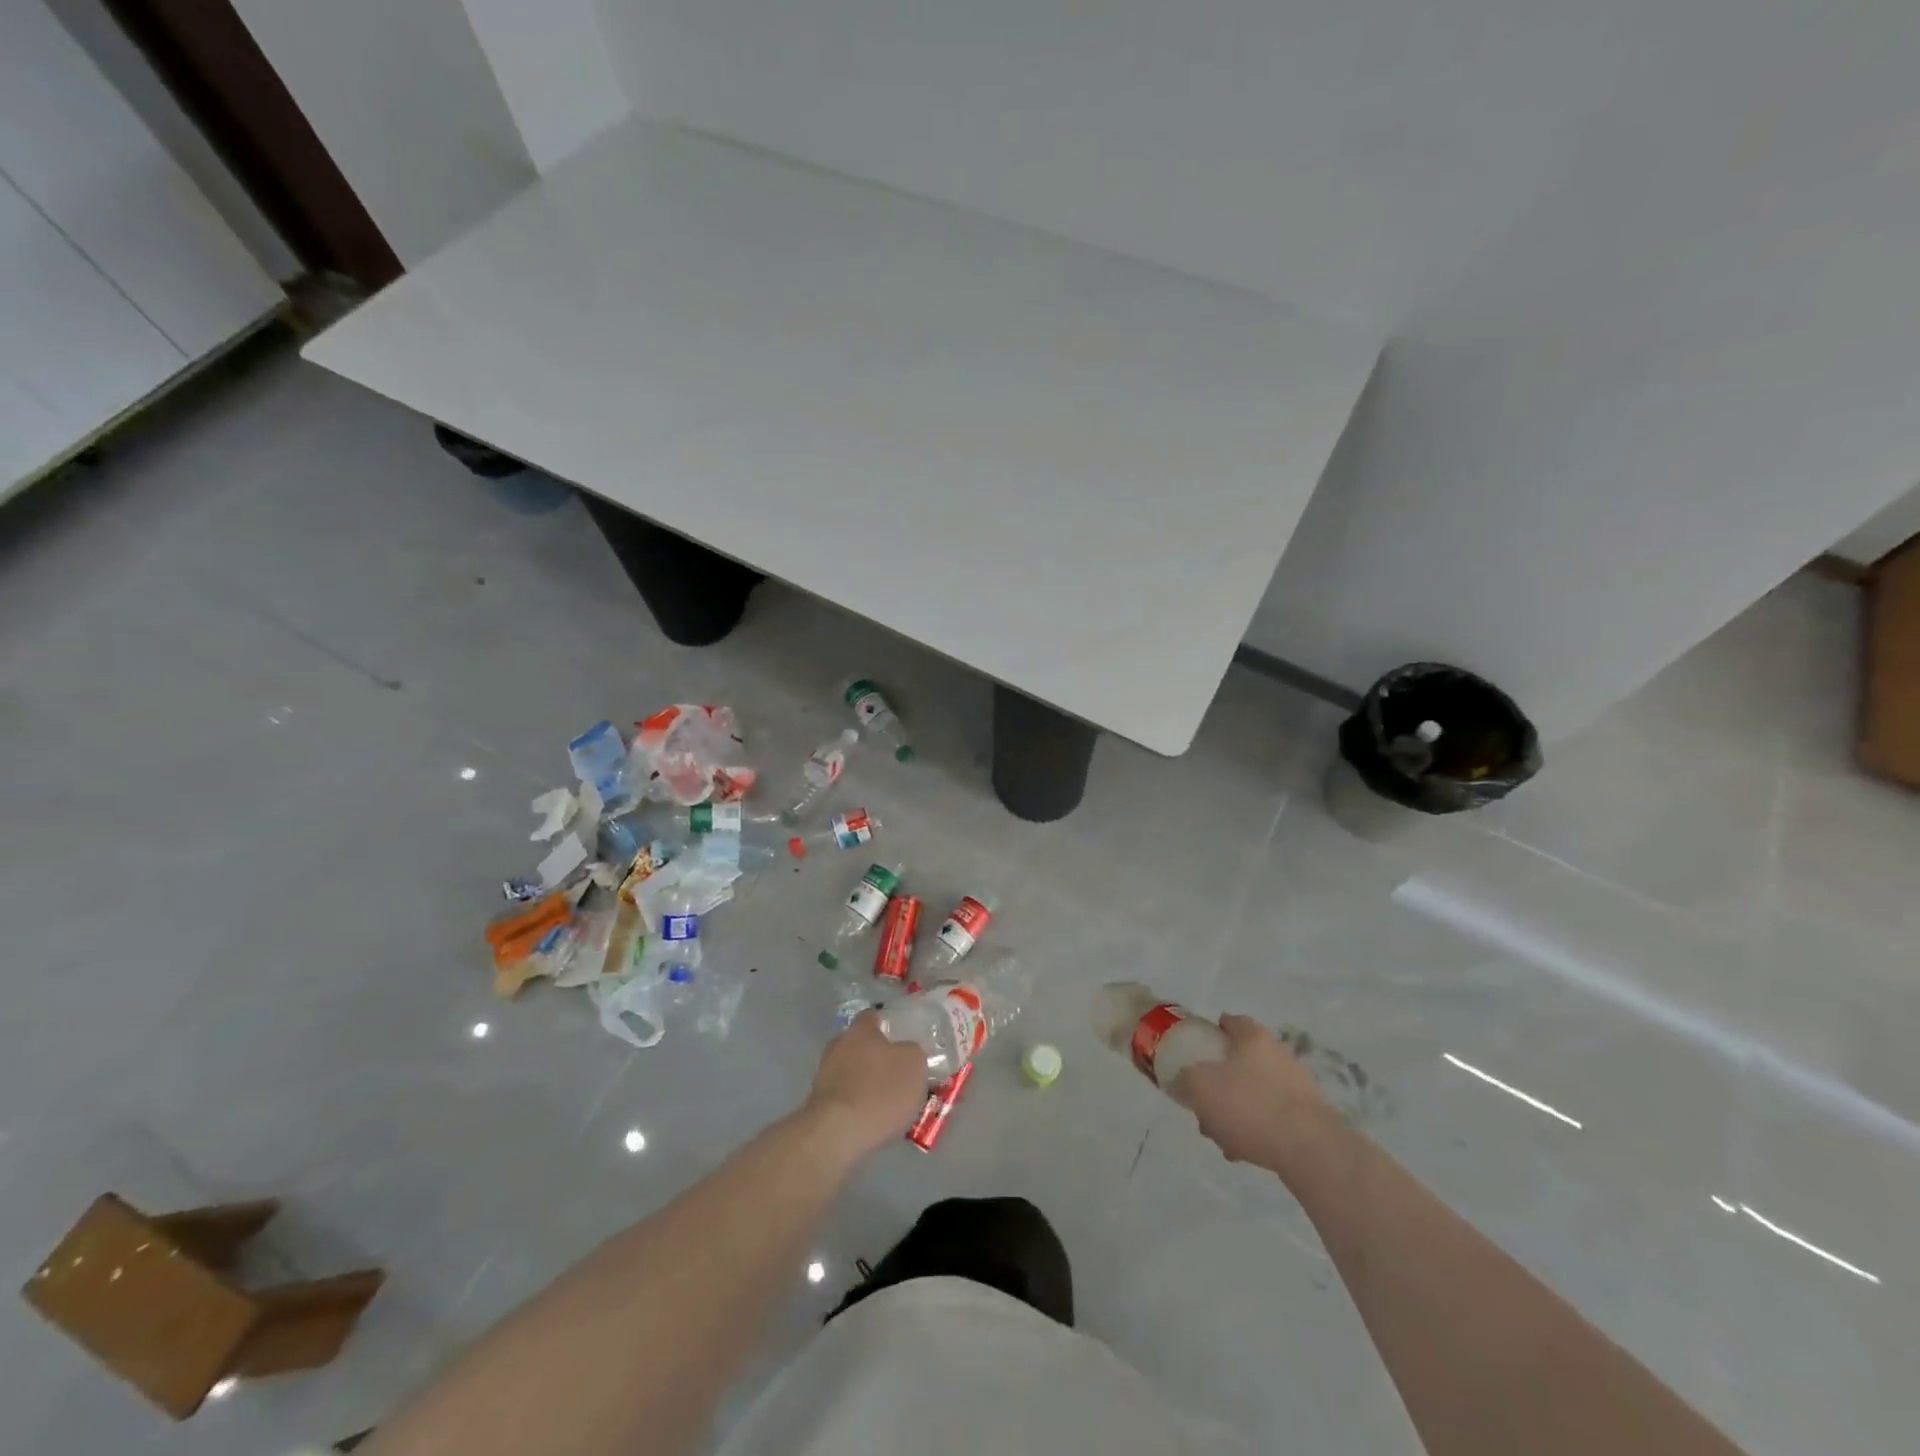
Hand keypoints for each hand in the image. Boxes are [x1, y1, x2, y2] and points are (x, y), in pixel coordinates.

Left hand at [803, 1013, 930, 1159]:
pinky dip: (858, 1106)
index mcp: (860, 1030)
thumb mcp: (914, 1064)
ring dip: (868, 1084)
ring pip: (853, 1074)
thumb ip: (913, 1052)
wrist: (836, 1134)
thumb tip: (907, 1052)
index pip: (873, 1017)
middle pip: (862, 1046)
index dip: (889, 1026)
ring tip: (890, 1105)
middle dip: (878, 1058)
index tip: (904, 1039)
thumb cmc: (879, 1091)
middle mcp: (838, 1046)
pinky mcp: (819, 1105)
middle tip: (899, 1075)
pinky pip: (846, 1099)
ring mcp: (824, 1076)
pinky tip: (873, 1122)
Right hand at [1177, 1014, 1333, 1171]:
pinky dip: (1256, 1130)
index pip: (1230, 1022)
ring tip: (1221, 1138)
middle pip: (1240, 1062)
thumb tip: (1190, 1078)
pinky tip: (1243, 1152)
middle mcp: (1278, 1054)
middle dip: (1220, 1083)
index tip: (1197, 1051)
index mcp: (1253, 1037)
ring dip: (1235, 1112)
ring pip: (1254, 1093)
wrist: (1309, 1150)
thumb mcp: (1201, 1085)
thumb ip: (1188, 1076)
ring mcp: (1297, 1086)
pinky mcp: (1308, 1117)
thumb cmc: (1249, 1105)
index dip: (1211, 1033)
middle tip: (1204, 1105)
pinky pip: (1271, 1118)